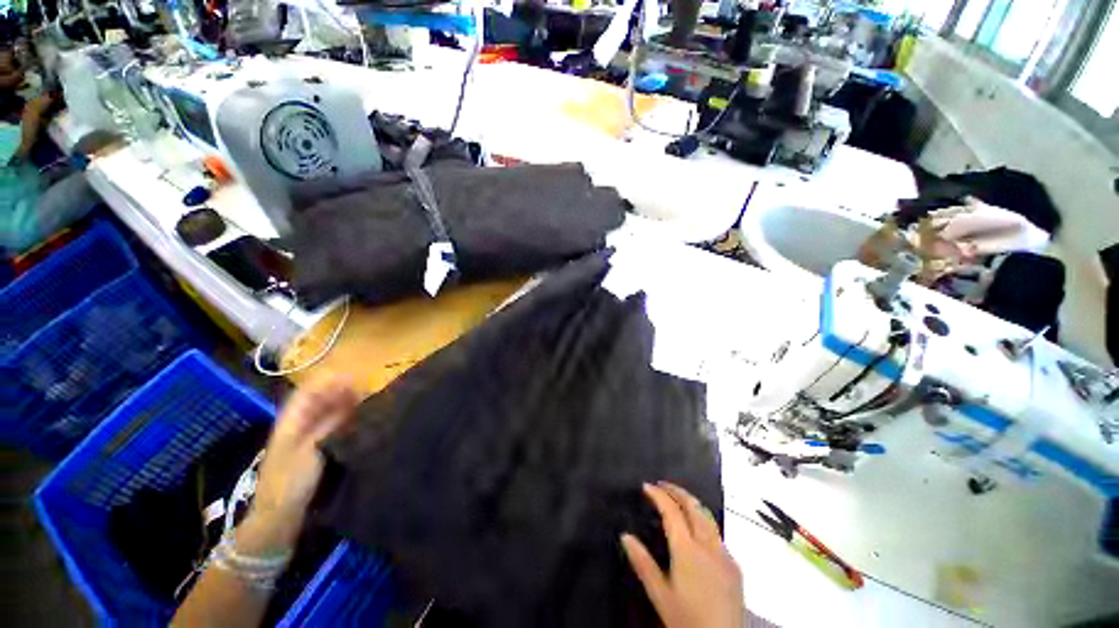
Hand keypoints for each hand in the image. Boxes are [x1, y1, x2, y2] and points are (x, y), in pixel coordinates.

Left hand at [242, 375, 358, 550]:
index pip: (308, 391)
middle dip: (341, 391)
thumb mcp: (309, 451)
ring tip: (368, 401)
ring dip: (345, 404)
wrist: (278, 517)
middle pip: (320, 400)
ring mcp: (306, 437)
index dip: (329, 381)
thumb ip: (329, 424)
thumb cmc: (289, 482)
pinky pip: (332, 427)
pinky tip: (360, 419)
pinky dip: (345, 420)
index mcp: (290, 422)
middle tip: (367, 389)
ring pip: (328, 412)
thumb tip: (351, 399)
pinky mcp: (315, 449)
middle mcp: (298, 425)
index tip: (355, 378)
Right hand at [622, 482, 743, 627]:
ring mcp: (724, 554)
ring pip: (708, 517)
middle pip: (693, 506)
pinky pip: (717, 534)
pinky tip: (696, 530)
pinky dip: (703, 521)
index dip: (658, 495)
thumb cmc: (686, 620)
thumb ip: (642, 563)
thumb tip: (625, 536)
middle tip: (662, 484)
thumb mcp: (660, 595)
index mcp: (687, 550)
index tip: (646, 486)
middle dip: (677, 490)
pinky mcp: (734, 566)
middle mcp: (708, 545)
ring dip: (691, 503)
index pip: (671, 511)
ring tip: (677, 499)